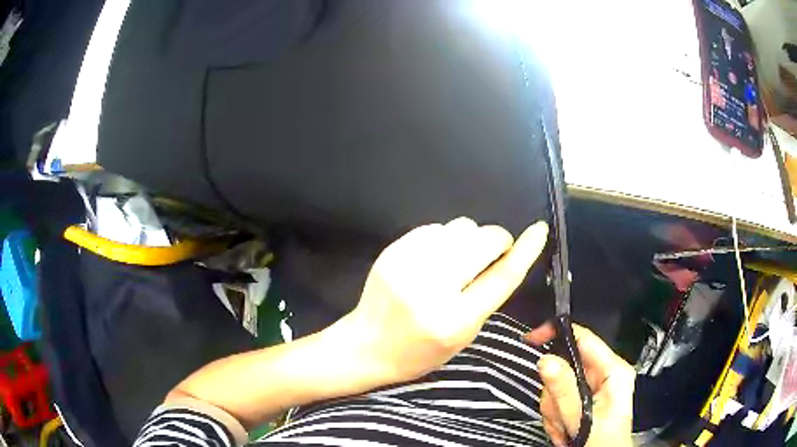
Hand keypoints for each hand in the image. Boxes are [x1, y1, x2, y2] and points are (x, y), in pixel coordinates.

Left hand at [346, 217, 547, 382]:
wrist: (369, 345)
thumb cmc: (421, 350)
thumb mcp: (463, 334)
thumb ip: (486, 296)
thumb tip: (506, 255)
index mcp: (454, 320)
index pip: (500, 278)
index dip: (524, 251)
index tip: (539, 230)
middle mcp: (431, 289)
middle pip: (482, 241)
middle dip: (496, 241)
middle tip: (490, 255)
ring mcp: (408, 265)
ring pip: (460, 226)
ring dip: (469, 239)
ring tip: (456, 260)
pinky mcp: (393, 251)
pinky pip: (435, 227)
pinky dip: (444, 238)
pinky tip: (434, 257)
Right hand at [524, 324, 634, 446]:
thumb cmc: (603, 444)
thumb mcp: (582, 420)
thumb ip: (564, 391)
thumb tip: (547, 361)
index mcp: (613, 372)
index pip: (583, 338)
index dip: (557, 334)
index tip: (532, 338)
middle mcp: (604, 376)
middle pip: (565, 367)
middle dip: (555, 395)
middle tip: (559, 416)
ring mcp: (594, 388)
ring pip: (558, 386)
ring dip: (554, 410)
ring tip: (564, 428)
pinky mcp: (585, 399)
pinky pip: (558, 399)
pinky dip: (555, 416)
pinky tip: (565, 429)